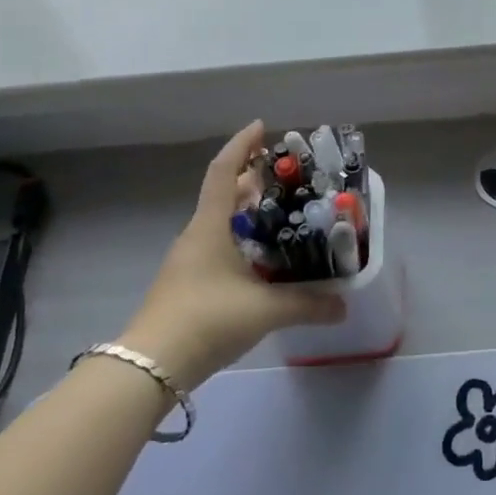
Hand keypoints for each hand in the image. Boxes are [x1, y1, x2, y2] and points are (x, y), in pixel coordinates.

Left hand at [122, 121, 342, 385]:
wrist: (150, 367)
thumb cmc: (207, 319)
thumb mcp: (265, 310)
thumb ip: (308, 304)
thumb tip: (344, 304)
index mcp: (210, 227)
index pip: (222, 173)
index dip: (241, 146)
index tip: (261, 127)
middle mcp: (197, 237)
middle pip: (224, 196)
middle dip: (253, 180)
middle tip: (287, 176)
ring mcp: (189, 262)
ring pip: (221, 224)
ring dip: (248, 213)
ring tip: (283, 213)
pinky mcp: (188, 285)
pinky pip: (219, 248)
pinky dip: (242, 241)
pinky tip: (264, 259)